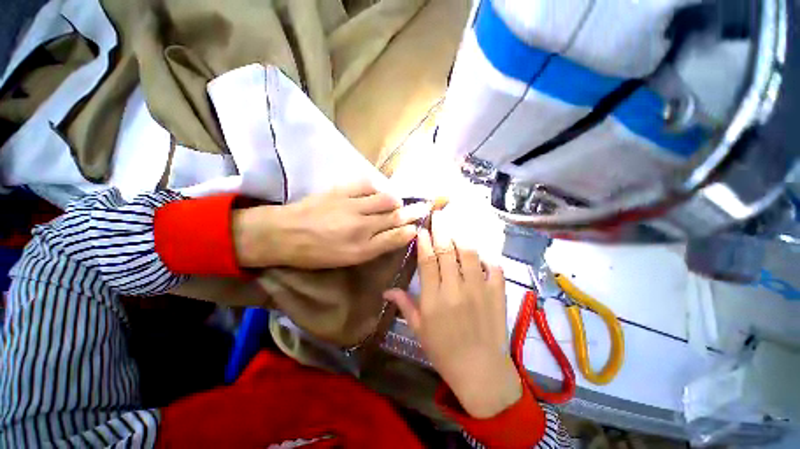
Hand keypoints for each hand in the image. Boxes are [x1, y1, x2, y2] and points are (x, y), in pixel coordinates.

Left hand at [232, 181, 430, 268]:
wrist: (283, 233)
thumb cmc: (316, 253)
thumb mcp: (348, 259)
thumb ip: (375, 247)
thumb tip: (397, 235)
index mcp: (362, 249)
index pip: (396, 237)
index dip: (412, 229)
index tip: (420, 225)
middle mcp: (361, 227)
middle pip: (395, 215)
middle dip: (414, 211)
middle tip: (425, 207)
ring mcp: (351, 206)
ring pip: (386, 199)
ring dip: (396, 200)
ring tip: (397, 202)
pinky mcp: (341, 191)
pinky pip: (367, 185)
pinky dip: (378, 187)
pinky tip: (378, 191)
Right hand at [383, 211, 521, 417]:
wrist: (481, 371)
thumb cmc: (444, 351)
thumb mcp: (419, 330)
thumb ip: (404, 305)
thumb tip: (386, 290)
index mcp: (434, 299)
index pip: (428, 261)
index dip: (424, 241)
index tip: (422, 229)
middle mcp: (456, 289)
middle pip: (447, 251)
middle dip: (441, 229)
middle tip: (438, 214)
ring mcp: (479, 289)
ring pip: (469, 253)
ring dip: (461, 236)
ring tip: (455, 225)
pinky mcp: (498, 293)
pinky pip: (494, 266)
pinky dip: (486, 255)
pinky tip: (480, 249)